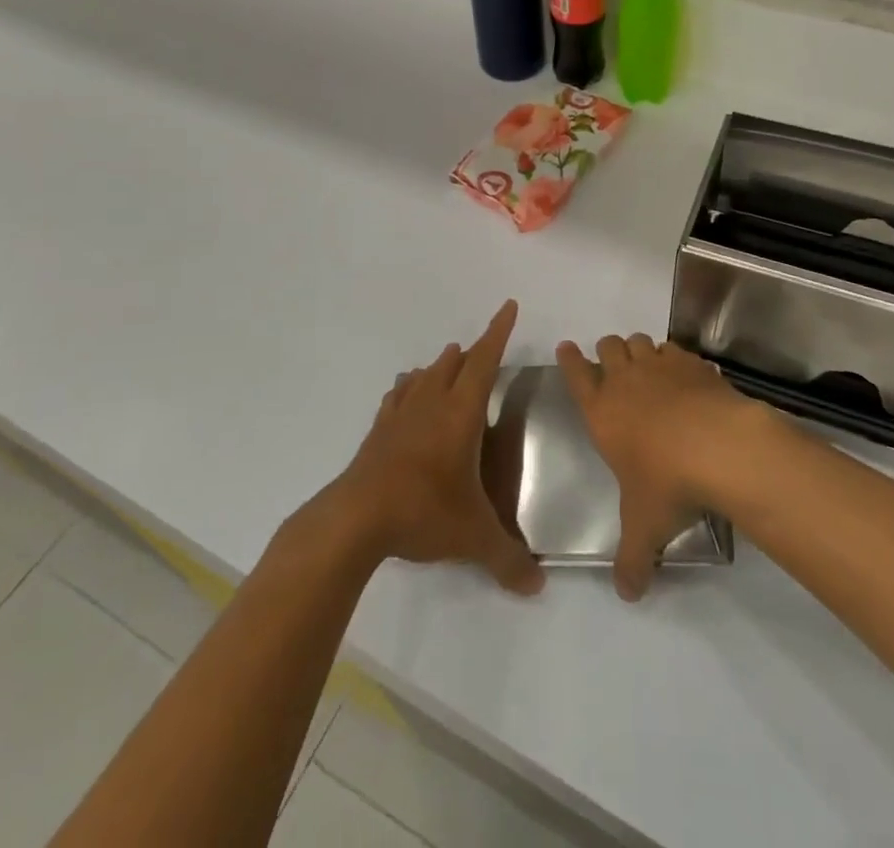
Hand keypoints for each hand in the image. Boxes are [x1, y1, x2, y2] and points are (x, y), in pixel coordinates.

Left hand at [328, 300, 542, 596]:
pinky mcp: (378, 432)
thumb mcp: (473, 537)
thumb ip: (508, 559)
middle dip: (472, 352)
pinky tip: (405, 394)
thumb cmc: (423, 512)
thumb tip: (538, 587)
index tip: (508, 305)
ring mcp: (400, 415)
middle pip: (455, 363)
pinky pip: (396, 398)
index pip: (485, 361)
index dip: (499, 332)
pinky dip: (407, 390)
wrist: (356, 519)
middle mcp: (432, 404)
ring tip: (449, 362)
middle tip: (483, 349)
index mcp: (461, 413)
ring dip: (440, 366)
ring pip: (424, 376)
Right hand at [555, 333, 761, 601]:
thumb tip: (627, 595)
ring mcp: (660, 367)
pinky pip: (675, 349)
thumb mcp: (644, 528)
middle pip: (608, 347)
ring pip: (640, 342)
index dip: (569, 359)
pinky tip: (683, 374)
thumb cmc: (667, 484)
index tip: (566, 347)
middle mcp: (626, 380)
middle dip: (607, 351)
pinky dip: (674, 356)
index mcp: (601, 411)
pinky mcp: (692, 363)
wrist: (719, 447)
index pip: (576, 375)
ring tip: (646, 365)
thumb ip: (632, 560)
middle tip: (612, 363)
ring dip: (638, 350)